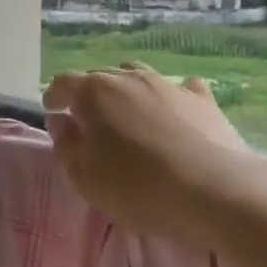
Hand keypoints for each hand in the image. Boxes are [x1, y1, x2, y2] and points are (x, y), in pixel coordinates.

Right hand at [43, 63, 257, 244]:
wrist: (213, 191)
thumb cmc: (137, 187)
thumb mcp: (85, 177)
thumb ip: (66, 145)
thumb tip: (61, 121)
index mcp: (94, 92)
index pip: (63, 83)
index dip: (54, 97)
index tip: (53, 114)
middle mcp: (129, 77)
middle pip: (100, 77)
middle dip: (89, 96)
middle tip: (90, 125)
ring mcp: (168, 84)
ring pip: (138, 76)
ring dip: (127, 92)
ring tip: (130, 118)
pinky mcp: (202, 98)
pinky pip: (180, 88)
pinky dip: (170, 98)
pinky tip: (175, 113)